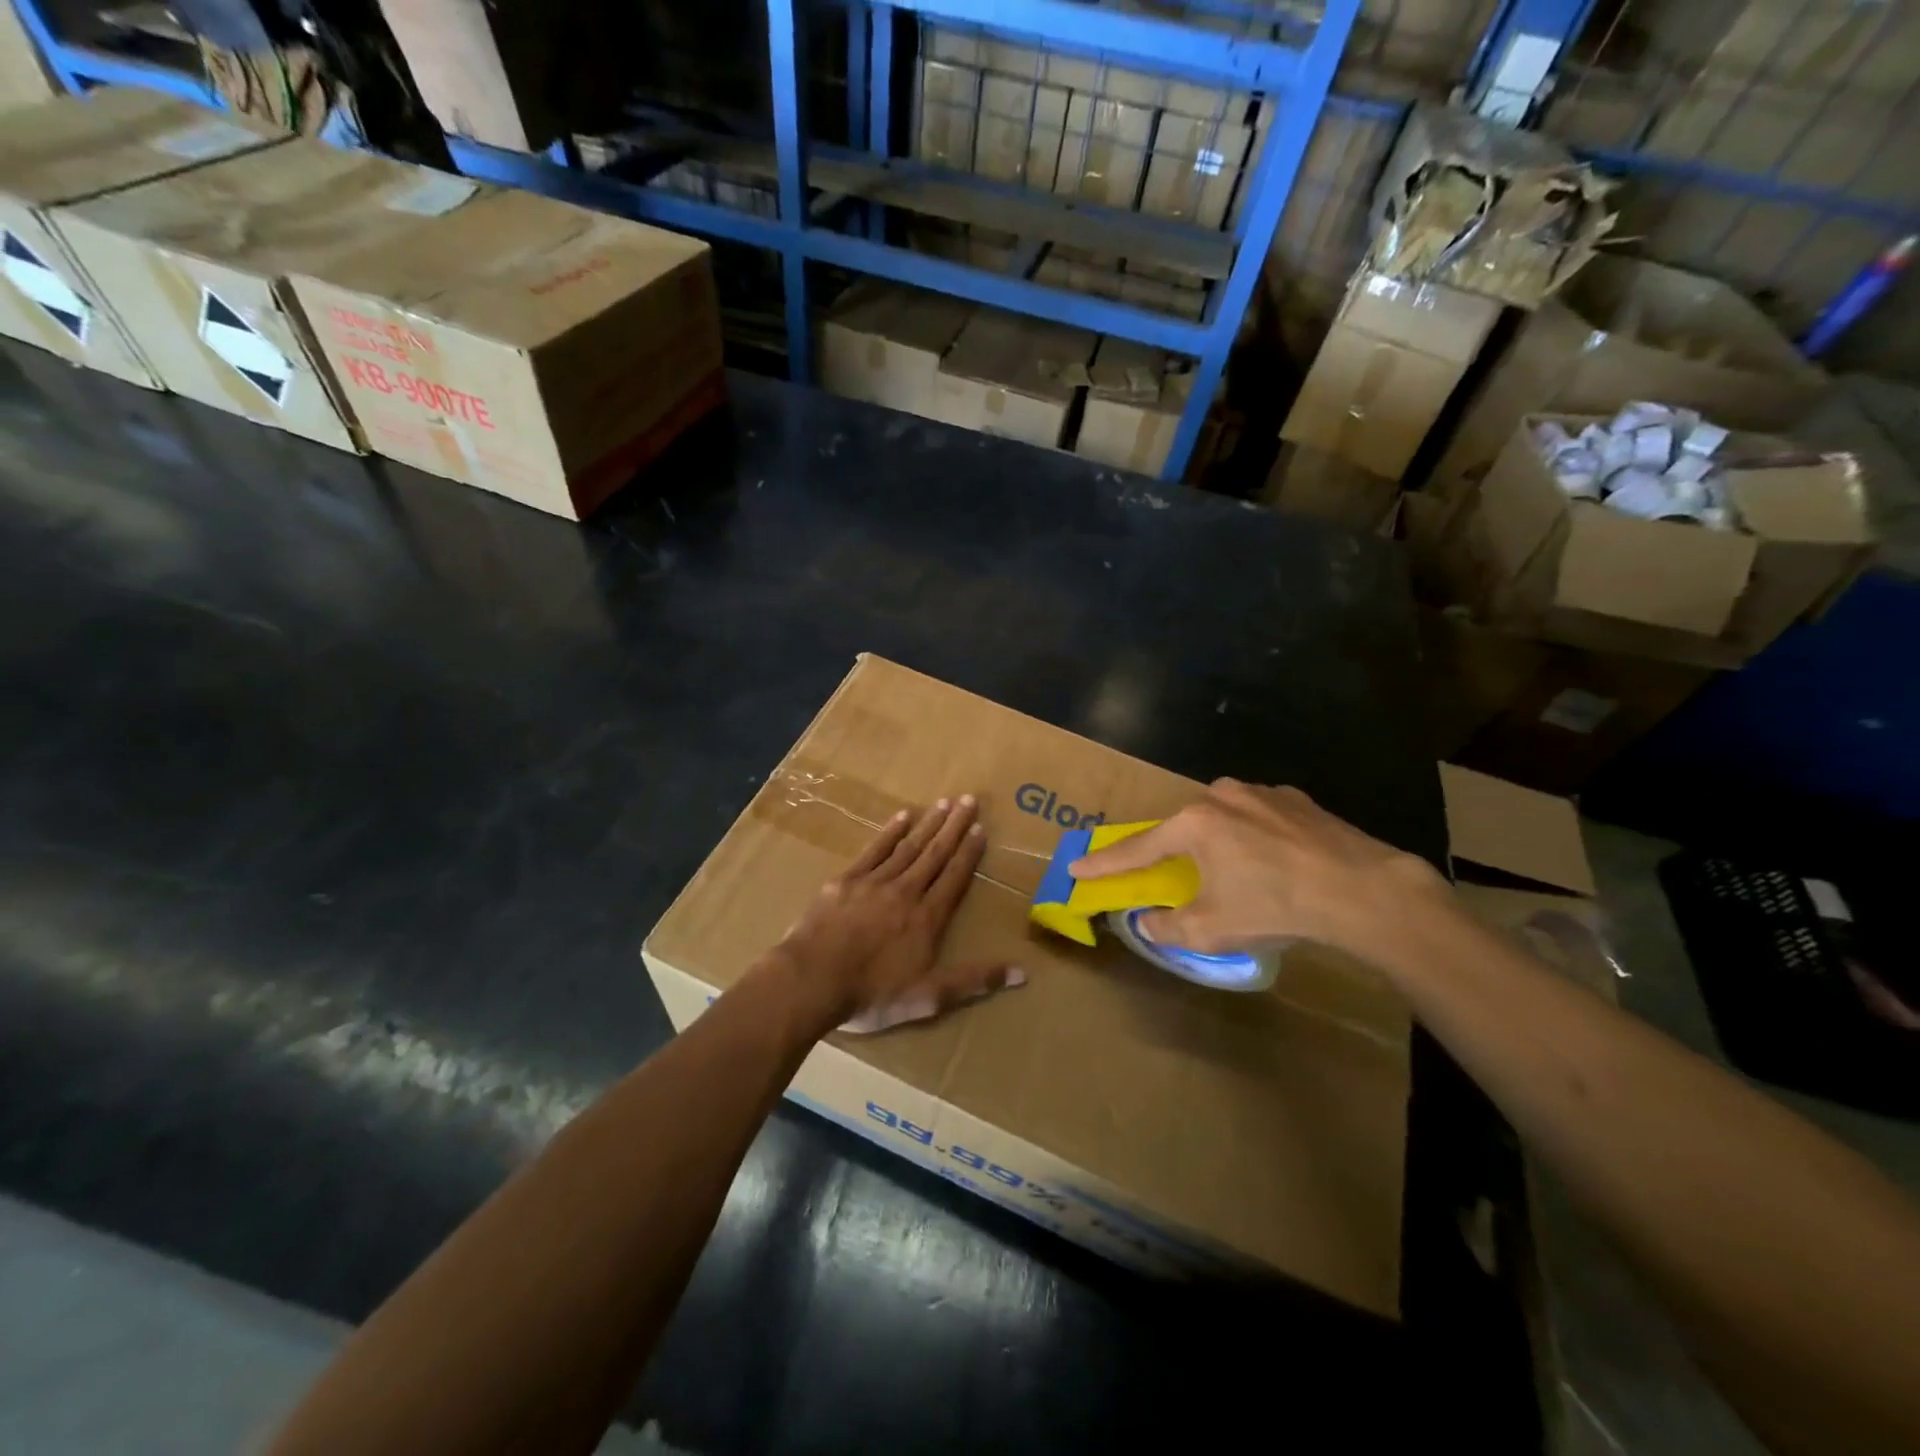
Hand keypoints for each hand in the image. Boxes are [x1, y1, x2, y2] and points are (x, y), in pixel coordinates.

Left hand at [768, 795, 1023, 1034]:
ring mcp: (874, 882)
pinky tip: (902, 817)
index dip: (969, 853)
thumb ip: (974, 981)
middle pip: (935, 854)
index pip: (954, 878)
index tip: (980, 829)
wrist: (812, 980)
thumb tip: (1022, 972)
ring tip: (943, 802)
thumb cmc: (872, 994)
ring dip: (928, 824)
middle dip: (953, 827)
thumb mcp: (929, 998)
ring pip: (908, 847)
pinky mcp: (846, 880)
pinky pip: (873, 850)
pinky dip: (889, 832)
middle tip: (968, 800)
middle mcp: (906, 892)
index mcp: (927, 918)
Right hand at [1067, 779, 1448, 963]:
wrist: (1363, 891)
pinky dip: (1255, 838)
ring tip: (1237, 875)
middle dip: (1174, 853)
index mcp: (1194, 823)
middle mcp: (1221, 796)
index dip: (1105, 863)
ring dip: (1219, 844)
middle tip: (1171, 874)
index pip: (1138, 848)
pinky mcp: (1299, 800)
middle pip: (1184, 828)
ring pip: (1224, 819)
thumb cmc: (1275, 907)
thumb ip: (1168, 926)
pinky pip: (1261, 818)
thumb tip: (1146, 921)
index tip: (1076, 867)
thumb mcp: (1212, 929)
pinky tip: (1275, 863)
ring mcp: (1263, 793)